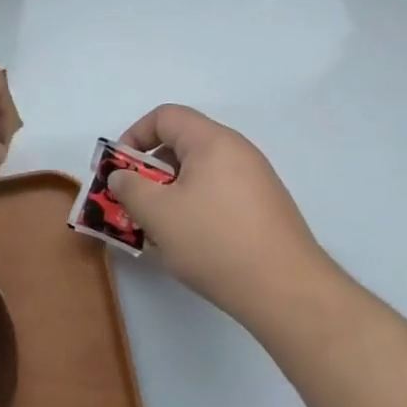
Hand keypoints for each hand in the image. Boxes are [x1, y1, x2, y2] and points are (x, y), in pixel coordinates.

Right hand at [107, 105, 332, 320]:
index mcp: (213, 141)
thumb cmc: (215, 242)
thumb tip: (122, 176)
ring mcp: (256, 180)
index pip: (165, 116)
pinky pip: (220, 194)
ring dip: (172, 193)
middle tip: (135, 202)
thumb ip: (130, 188)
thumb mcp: (158, 214)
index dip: (135, 136)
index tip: (120, 169)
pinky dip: (197, 207)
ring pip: (201, 173)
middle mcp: (238, 151)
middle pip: (183, 143)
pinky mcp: (266, 208)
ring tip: (158, 228)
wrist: (286, 290)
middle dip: (151, 170)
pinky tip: (190, 242)